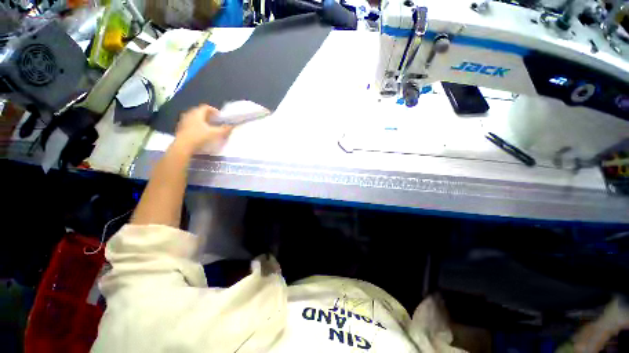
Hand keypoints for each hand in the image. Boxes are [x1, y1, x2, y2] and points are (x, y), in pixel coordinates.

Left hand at [174, 104, 232, 153]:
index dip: (214, 110)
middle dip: (208, 115)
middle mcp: (189, 114)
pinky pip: (190, 123)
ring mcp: (184, 121)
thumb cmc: (199, 137)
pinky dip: (196, 125)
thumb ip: (224, 129)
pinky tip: (201, 132)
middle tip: (215, 121)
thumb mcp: (214, 133)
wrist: (183, 146)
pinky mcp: (181, 128)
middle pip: (200, 111)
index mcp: (197, 113)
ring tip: (208, 127)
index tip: (220, 116)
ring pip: (194, 117)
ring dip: (202, 120)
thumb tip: (232, 126)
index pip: (206, 107)